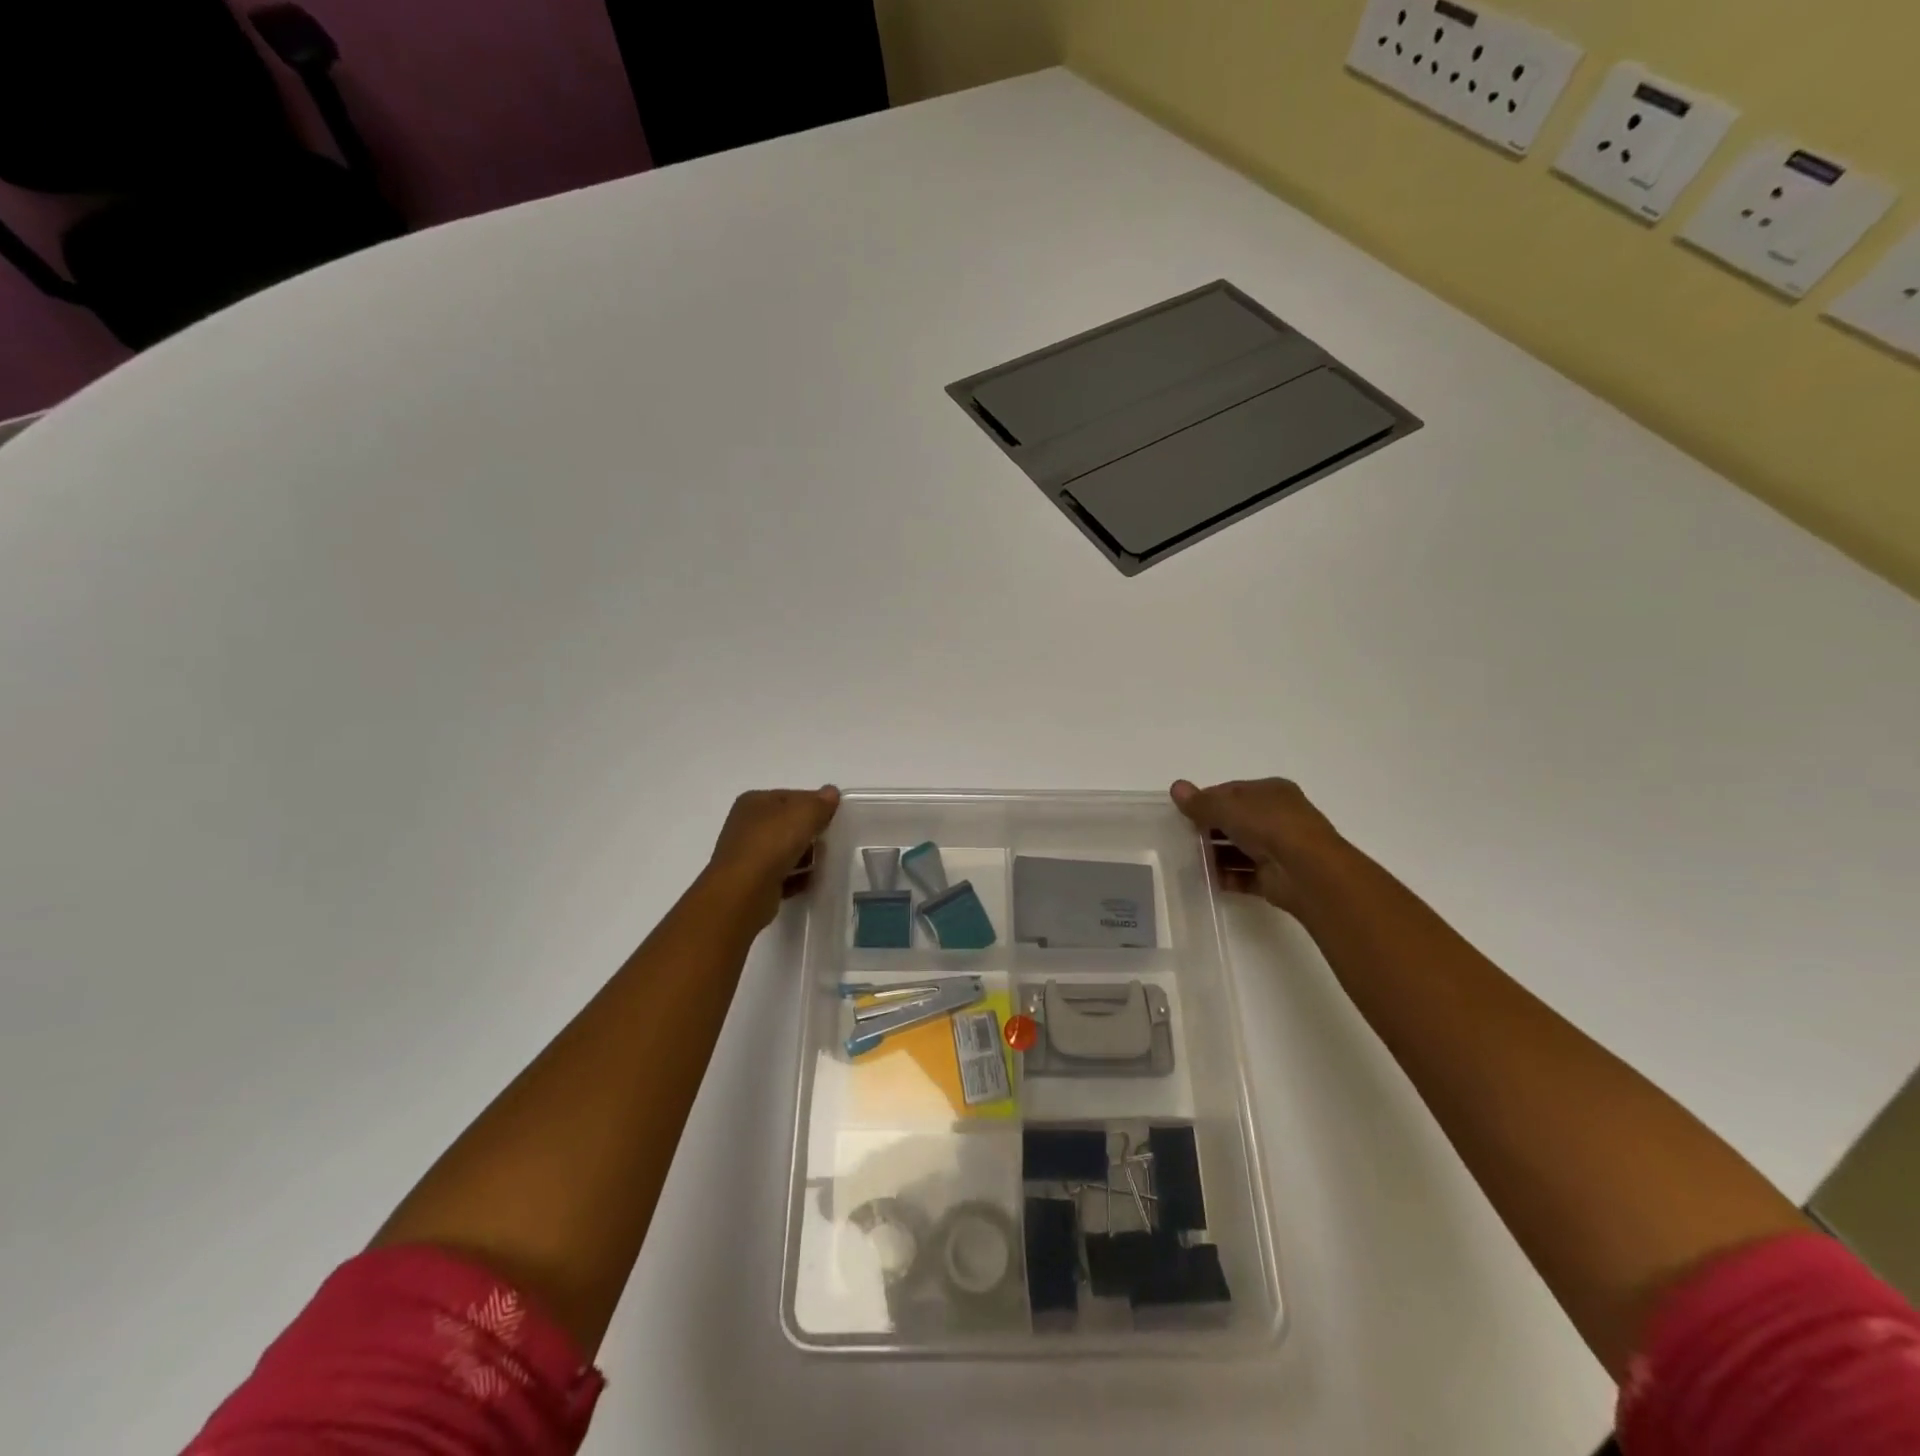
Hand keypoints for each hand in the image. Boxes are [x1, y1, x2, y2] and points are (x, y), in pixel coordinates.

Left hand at [705, 786, 840, 926]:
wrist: (743, 892)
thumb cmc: (772, 843)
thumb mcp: (804, 814)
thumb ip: (821, 803)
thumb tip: (831, 792)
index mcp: (754, 802)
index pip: (791, 797)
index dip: (814, 804)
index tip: (834, 817)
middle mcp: (746, 825)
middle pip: (788, 824)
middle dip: (810, 832)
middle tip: (830, 841)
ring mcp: (748, 854)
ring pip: (785, 850)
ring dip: (805, 856)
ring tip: (822, 862)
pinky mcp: (752, 882)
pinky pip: (781, 874)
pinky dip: (796, 877)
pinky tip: (810, 881)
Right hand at [1170, 777, 1341, 914]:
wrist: (1306, 871)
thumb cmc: (1268, 825)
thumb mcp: (1227, 806)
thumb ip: (1200, 802)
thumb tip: (1176, 787)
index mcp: (1271, 792)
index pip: (1232, 792)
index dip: (1207, 800)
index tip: (1184, 811)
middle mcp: (1277, 817)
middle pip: (1235, 821)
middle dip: (1210, 828)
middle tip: (1182, 837)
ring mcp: (1278, 848)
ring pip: (1239, 849)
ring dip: (1216, 854)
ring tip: (1189, 860)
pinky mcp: (1275, 877)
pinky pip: (1244, 875)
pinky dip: (1227, 877)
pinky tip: (1206, 879)